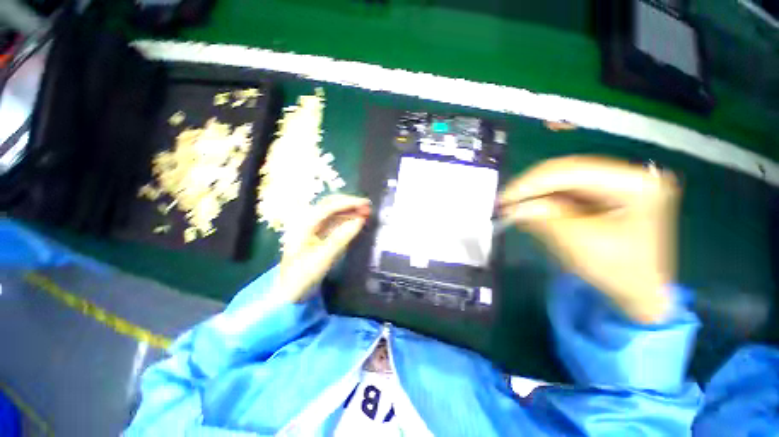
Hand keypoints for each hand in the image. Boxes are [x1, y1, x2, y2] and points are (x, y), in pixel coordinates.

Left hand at [276, 195, 369, 302]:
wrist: (291, 290)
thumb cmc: (304, 275)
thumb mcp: (324, 257)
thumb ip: (342, 237)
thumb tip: (360, 220)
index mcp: (304, 224)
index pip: (329, 206)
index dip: (348, 203)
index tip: (365, 204)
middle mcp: (307, 220)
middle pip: (330, 204)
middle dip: (349, 203)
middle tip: (367, 206)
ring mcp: (311, 226)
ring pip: (332, 211)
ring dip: (349, 210)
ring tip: (365, 212)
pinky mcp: (317, 233)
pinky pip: (333, 221)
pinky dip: (346, 219)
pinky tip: (355, 220)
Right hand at [499, 156, 678, 323]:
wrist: (640, 292)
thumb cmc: (618, 272)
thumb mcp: (579, 244)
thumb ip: (544, 218)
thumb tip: (511, 206)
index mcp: (637, 184)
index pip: (573, 171)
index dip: (532, 183)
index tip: (503, 199)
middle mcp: (629, 174)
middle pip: (567, 171)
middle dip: (531, 187)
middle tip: (503, 201)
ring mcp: (617, 181)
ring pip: (563, 179)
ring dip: (534, 192)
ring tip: (511, 205)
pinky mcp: (605, 192)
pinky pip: (566, 190)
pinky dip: (544, 199)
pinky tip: (528, 206)